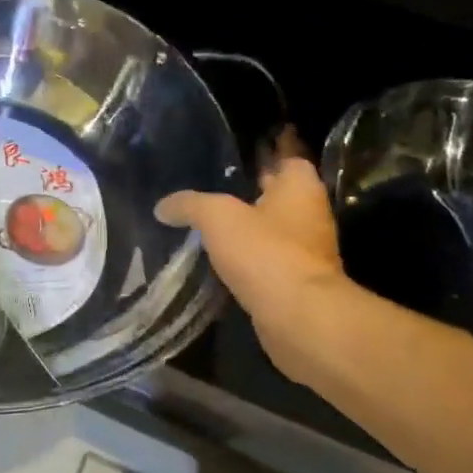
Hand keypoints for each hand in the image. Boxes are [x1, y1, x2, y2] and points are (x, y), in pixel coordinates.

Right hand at [154, 131, 350, 387]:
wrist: (298, 317)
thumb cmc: (264, 252)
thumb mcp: (216, 217)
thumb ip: (189, 204)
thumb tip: (162, 206)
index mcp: (300, 187)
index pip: (288, 158)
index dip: (265, 156)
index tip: (238, 157)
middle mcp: (310, 214)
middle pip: (280, 195)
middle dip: (252, 193)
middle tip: (214, 189)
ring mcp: (307, 251)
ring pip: (273, 230)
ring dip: (250, 229)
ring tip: (211, 225)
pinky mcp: (296, 282)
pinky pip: (268, 260)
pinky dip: (249, 259)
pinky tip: (220, 260)